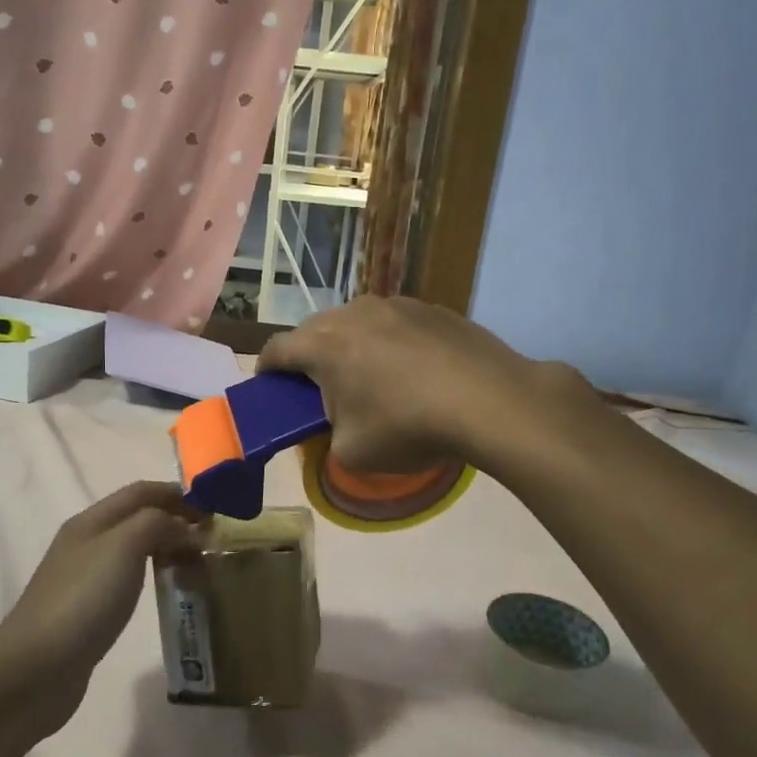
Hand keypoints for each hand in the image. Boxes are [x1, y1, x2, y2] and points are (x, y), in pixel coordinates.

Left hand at [0, 482, 205, 738]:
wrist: (35, 669)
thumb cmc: (83, 600)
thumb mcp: (123, 547)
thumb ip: (157, 524)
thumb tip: (185, 528)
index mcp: (91, 521)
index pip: (140, 492)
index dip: (177, 494)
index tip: (214, 509)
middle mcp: (86, 542)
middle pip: (137, 517)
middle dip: (175, 520)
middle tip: (211, 539)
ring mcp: (84, 578)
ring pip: (134, 548)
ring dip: (166, 547)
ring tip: (197, 562)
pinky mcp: (88, 610)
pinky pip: (129, 579)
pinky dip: (154, 574)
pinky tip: (167, 589)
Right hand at [258, 296, 591, 474]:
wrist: (491, 402)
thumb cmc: (409, 428)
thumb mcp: (352, 452)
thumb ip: (327, 436)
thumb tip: (336, 424)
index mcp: (324, 344)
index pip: (276, 349)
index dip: (265, 370)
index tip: (268, 387)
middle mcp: (354, 313)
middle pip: (315, 331)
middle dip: (309, 357)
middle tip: (319, 389)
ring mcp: (397, 304)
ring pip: (357, 322)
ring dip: (352, 346)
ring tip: (369, 378)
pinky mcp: (433, 308)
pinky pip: (395, 323)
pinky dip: (390, 343)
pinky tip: (412, 371)